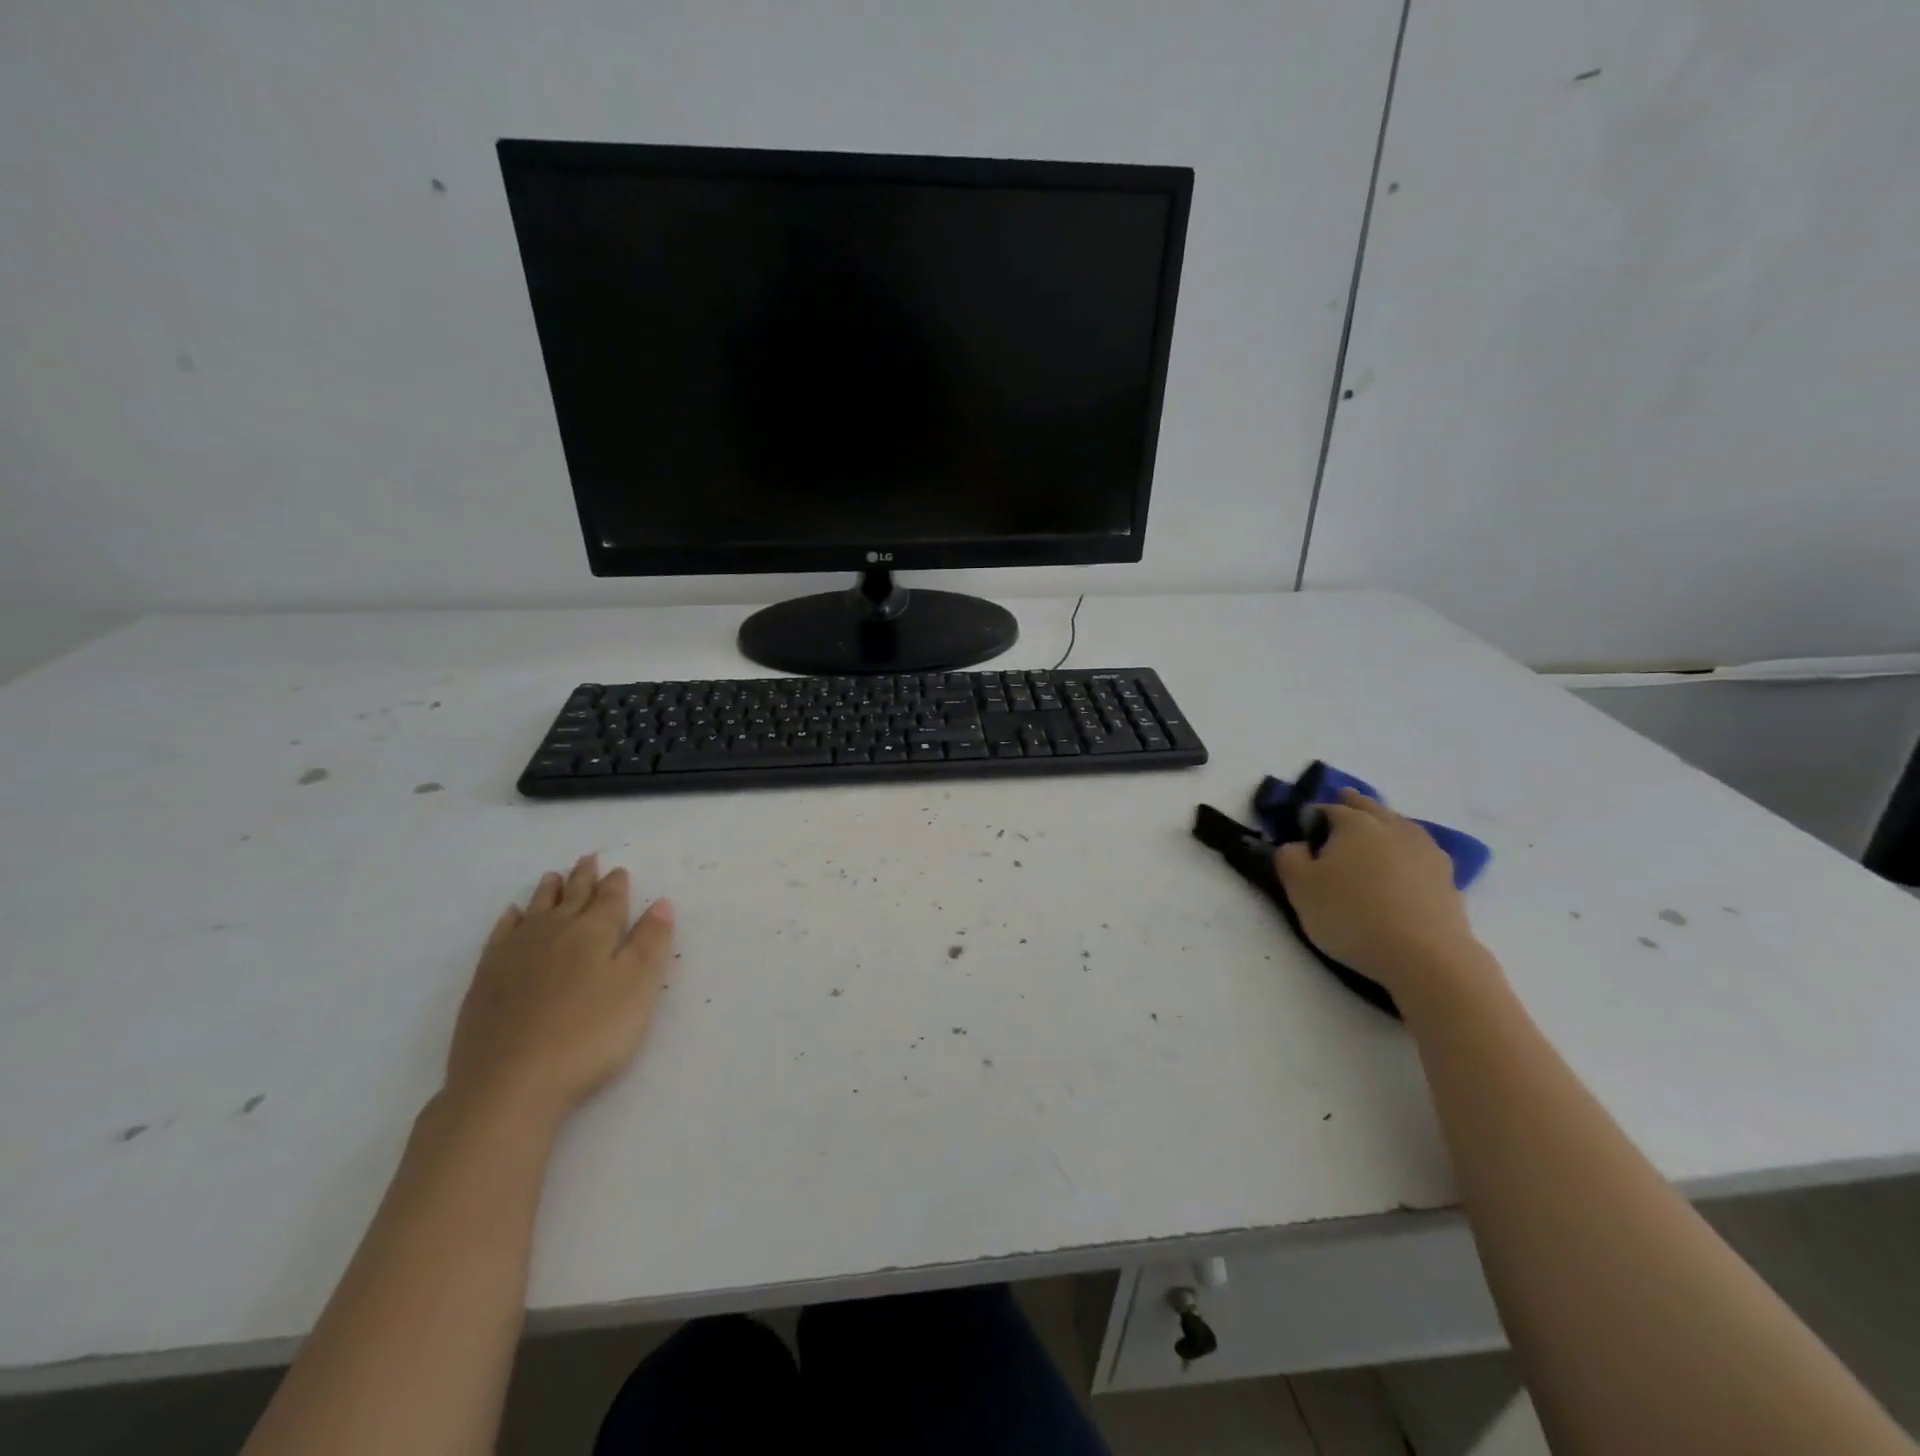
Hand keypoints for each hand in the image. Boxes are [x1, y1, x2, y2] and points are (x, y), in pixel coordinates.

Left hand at [445, 854, 674, 1120]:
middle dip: (583, 878)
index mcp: (595, 932)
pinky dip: (510, 920)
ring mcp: (515, 953)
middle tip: (587, 858)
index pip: (610, 899)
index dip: (617, 884)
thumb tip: (661, 903)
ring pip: (536, 910)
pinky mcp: (487, 979)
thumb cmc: (589, 1033)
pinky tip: (512, 916)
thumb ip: (651, 943)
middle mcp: (555, 932)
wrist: (510, 1082)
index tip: (619, 870)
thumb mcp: (638, 988)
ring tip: (553, 876)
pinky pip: (501, 935)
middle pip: (572, 897)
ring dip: (548, 892)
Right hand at [1274, 789, 1489, 999]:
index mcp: (1354, 823)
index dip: (1311, 817)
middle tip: (1341, 805)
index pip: (1326, 809)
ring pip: (1399, 826)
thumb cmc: (1352, 915)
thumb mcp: (1300, 888)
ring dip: (1384, 825)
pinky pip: (1418, 853)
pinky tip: (1401, 866)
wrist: (1426, 957)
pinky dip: (1405, 853)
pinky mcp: (1447, 878)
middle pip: (1369, 807)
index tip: (1302, 831)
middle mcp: (1392, 827)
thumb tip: (1296, 844)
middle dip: (1352, 805)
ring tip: (1373, 834)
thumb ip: (1289, 858)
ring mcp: (1425, 851)